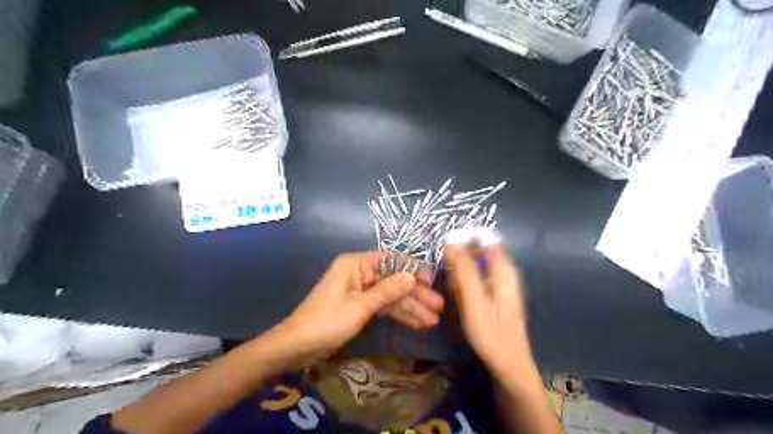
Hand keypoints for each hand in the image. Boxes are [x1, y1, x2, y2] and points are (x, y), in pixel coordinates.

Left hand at [271, 250, 431, 358]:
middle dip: (415, 294)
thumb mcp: (360, 306)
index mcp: (356, 264)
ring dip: (410, 307)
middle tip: (438, 307)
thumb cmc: (327, 321)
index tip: (430, 282)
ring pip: (390, 295)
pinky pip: (383, 306)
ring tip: (432, 320)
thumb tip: (412, 275)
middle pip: (393, 280)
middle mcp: (360, 272)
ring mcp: (361, 289)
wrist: (297, 346)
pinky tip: (416, 322)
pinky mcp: (360, 304)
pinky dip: (398, 314)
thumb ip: (388, 291)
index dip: (412, 270)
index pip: (390, 260)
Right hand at [445, 242, 528, 373]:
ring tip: (455, 293)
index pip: (485, 241)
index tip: (447, 248)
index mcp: (504, 270)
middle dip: (460, 261)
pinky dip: (464, 288)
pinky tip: (459, 299)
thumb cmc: (492, 333)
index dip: (465, 240)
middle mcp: (503, 274)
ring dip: (460, 276)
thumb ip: (465, 270)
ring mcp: (498, 287)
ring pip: (475, 270)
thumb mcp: (475, 300)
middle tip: (449, 277)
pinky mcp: (492, 298)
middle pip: (479, 254)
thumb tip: (453, 242)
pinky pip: (475, 284)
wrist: (508, 367)